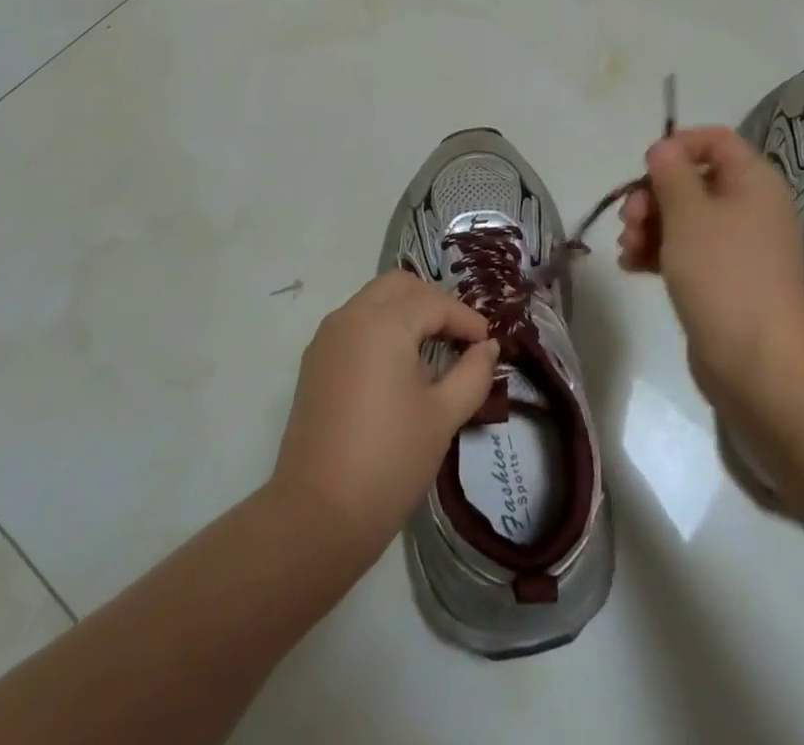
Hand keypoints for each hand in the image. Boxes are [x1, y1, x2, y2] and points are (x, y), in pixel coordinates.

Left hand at [271, 271, 498, 561]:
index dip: (466, 319)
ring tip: (434, 350)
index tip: (489, 343)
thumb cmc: (389, 460)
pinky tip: (400, 368)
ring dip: (406, 312)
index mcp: (382, 322)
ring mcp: (326, 339)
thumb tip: (488, 347)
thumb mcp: (443, 416)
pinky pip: (354, 325)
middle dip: (433, 302)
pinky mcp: (314, 364)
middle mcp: (350, 317)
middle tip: (460, 335)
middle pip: (399, 286)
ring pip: (373, 301)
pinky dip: (381, 329)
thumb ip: (472, 373)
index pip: (434, 303)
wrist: (316, 516)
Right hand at [619, 126, 803, 414]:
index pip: (715, 140)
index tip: (646, 167)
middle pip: (692, 180)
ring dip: (649, 226)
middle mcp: (750, 207)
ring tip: (627, 249)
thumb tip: (664, 147)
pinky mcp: (725, 280)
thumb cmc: (722, 274)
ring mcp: (739, 246)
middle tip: (629, 219)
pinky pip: (687, 251)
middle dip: (652, 195)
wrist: (758, 363)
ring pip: (684, 218)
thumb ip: (671, 173)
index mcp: (752, 181)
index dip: (678, 145)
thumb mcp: (688, 214)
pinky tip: (632, 267)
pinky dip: (659, 253)